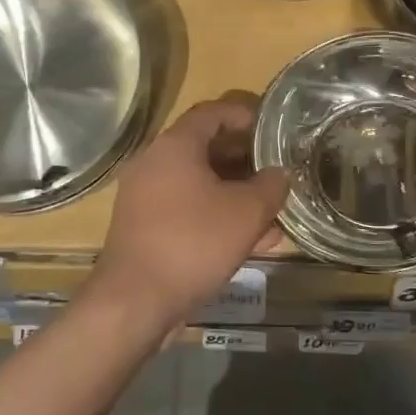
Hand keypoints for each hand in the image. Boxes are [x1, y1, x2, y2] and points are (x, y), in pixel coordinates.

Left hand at [89, 94, 287, 331]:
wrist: (135, 301)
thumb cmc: (193, 242)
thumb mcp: (247, 211)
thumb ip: (271, 186)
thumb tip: (280, 174)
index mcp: (174, 145)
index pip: (213, 113)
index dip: (245, 116)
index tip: (273, 128)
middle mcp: (154, 163)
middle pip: (206, 148)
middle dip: (245, 160)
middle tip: (276, 170)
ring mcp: (146, 197)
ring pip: (200, 184)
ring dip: (235, 194)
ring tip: (271, 211)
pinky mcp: (145, 228)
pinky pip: (188, 210)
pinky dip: (217, 216)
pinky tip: (250, 241)